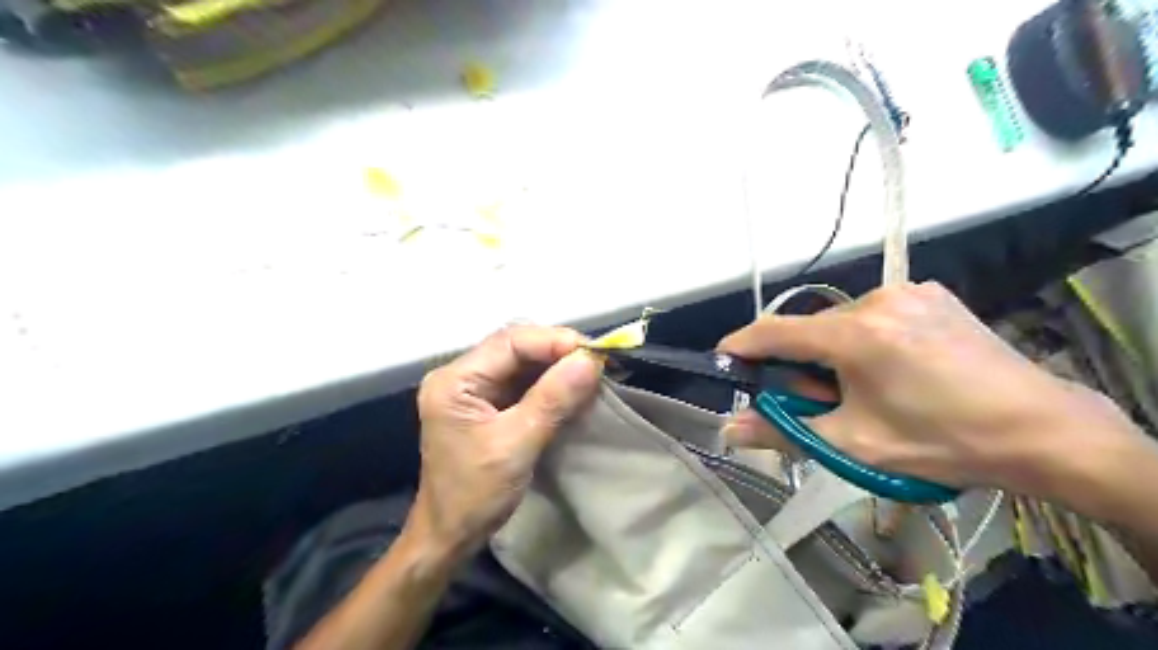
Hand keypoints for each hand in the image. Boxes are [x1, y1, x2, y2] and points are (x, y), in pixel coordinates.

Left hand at [412, 327, 602, 561]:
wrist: (449, 535)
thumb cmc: (475, 494)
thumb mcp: (516, 445)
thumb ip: (552, 400)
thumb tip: (590, 361)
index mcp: (455, 380)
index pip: (510, 342)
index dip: (554, 341)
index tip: (594, 353)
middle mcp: (461, 375)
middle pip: (516, 347)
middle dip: (558, 351)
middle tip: (597, 362)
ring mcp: (474, 389)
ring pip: (523, 362)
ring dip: (558, 366)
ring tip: (592, 373)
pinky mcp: (487, 403)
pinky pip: (523, 381)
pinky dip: (551, 383)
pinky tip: (574, 388)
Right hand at [722, 278, 1141, 497]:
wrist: (1042, 430)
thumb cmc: (941, 441)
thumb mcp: (854, 442)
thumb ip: (784, 431)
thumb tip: (729, 429)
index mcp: (855, 334)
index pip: (775, 331)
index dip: (742, 345)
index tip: (723, 359)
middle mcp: (876, 299)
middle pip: (811, 329)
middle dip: (800, 362)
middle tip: (817, 401)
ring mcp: (908, 291)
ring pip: (841, 320)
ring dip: (833, 350)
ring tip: (863, 387)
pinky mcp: (931, 293)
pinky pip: (874, 312)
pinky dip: (864, 337)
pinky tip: (891, 365)